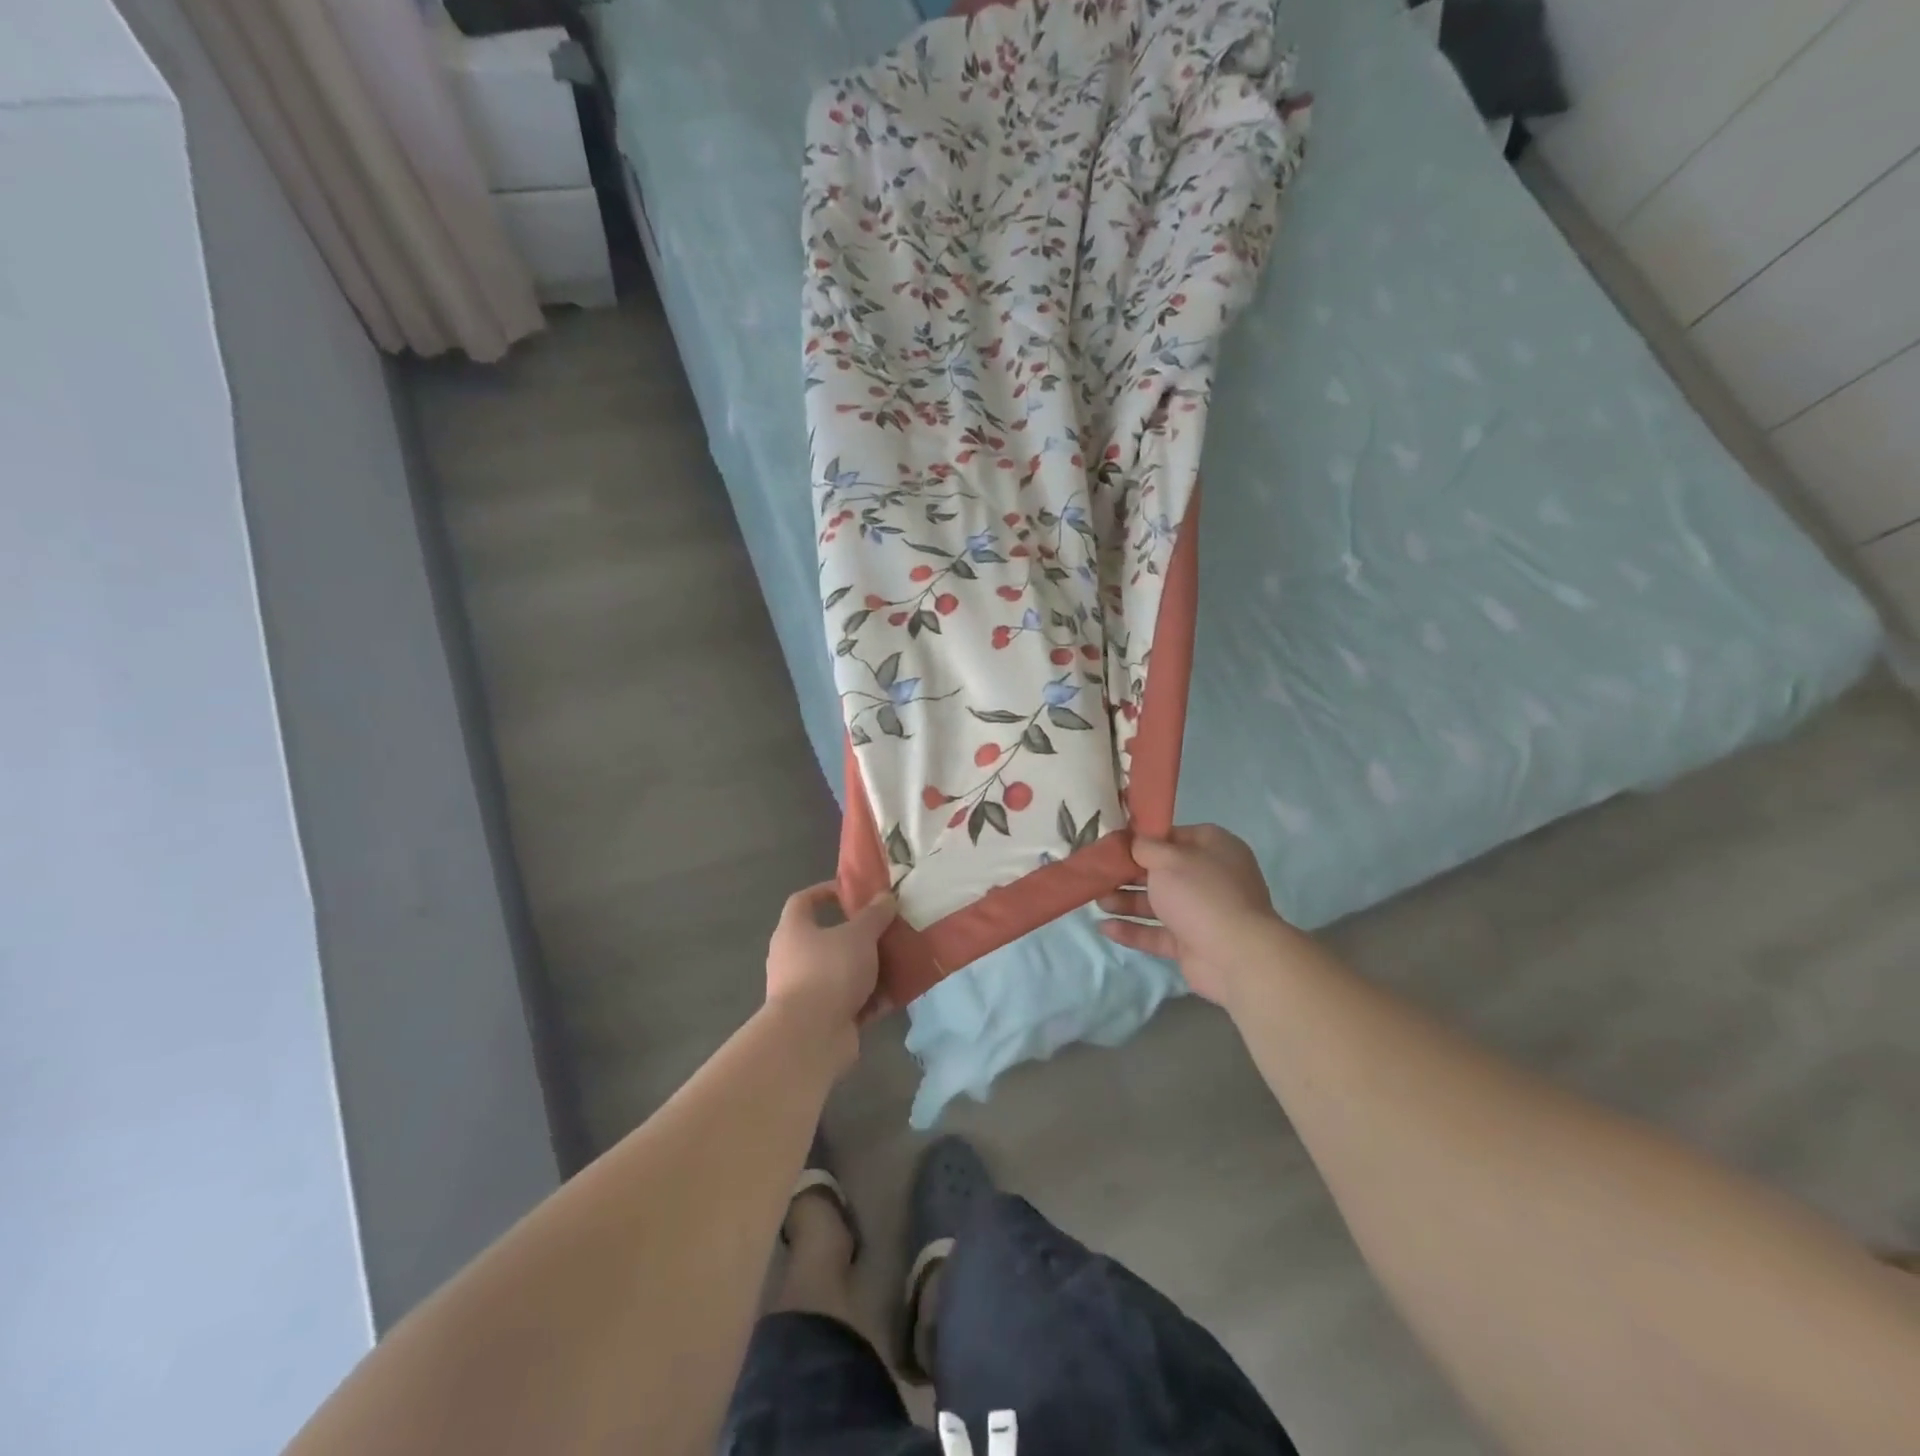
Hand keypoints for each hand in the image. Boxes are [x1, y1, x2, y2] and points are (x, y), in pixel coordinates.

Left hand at [765, 883, 896, 1062]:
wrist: (810, 1036)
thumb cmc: (829, 971)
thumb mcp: (859, 935)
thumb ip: (873, 915)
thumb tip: (884, 896)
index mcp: (793, 930)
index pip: (803, 901)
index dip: (825, 892)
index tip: (853, 892)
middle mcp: (793, 958)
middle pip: (826, 939)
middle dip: (858, 936)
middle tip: (885, 930)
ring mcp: (805, 991)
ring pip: (841, 972)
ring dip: (868, 969)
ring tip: (898, 962)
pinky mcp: (820, 1018)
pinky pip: (849, 1001)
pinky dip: (870, 999)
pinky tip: (896, 996)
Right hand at [1097, 825, 1288, 1004]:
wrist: (1237, 956)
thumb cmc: (1201, 894)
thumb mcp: (1168, 859)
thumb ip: (1145, 847)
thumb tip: (1133, 841)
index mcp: (1213, 847)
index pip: (1173, 835)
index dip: (1142, 839)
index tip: (1113, 843)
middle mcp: (1209, 877)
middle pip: (1161, 871)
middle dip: (1127, 873)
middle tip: (1098, 874)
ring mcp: (1201, 912)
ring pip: (1157, 903)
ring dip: (1126, 901)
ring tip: (1097, 900)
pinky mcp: (1190, 943)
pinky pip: (1156, 932)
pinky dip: (1133, 929)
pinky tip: (1104, 927)